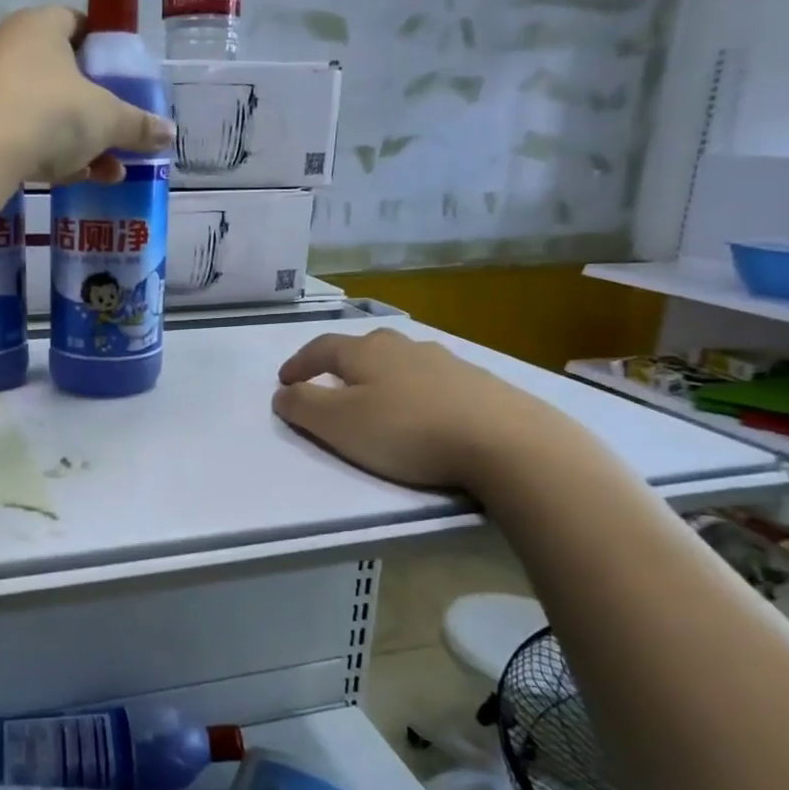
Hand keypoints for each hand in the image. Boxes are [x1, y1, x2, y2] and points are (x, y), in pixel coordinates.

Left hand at [0, 6, 175, 183]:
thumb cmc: (51, 113)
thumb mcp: (107, 119)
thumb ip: (138, 125)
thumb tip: (169, 134)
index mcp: (42, 26)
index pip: (76, 22)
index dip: (100, 46)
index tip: (119, 75)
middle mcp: (10, 47)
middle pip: (62, 73)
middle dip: (94, 107)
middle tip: (118, 131)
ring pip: (44, 110)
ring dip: (78, 140)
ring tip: (110, 170)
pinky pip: (23, 134)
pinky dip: (50, 154)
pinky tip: (75, 179)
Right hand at [272, 328, 570, 490]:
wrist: (506, 443)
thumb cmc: (408, 431)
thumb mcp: (339, 424)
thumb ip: (303, 406)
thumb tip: (282, 392)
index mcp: (366, 352)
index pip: (321, 348)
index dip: (299, 363)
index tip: (284, 381)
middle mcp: (405, 348)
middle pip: (365, 347)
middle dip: (342, 364)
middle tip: (331, 384)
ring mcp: (447, 363)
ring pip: (403, 361)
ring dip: (382, 376)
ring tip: (378, 399)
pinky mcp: (481, 384)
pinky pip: (435, 381)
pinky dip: (418, 392)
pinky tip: (425, 412)